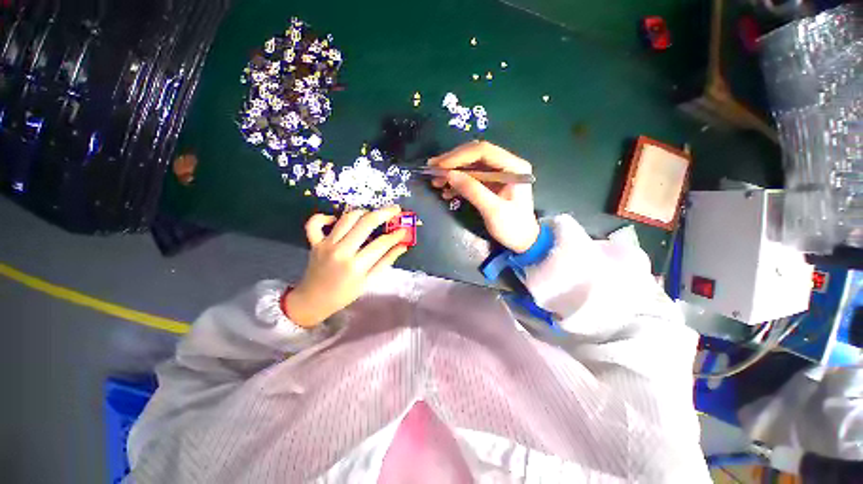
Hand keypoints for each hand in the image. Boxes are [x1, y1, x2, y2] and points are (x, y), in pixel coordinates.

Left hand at [284, 206, 407, 327]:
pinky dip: (324, 216)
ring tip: (372, 214)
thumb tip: (403, 246)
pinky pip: (315, 223)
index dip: (396, 235)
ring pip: (347, 218)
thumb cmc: (345, 293)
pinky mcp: (314, 242)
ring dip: (362, 212)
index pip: (382, 243)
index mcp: (357, 265)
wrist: (313, 300)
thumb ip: (386, 261)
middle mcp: (341, 251)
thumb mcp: (369, 281)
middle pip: (366, 223)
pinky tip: (335, 219)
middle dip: (384, 213)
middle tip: (395, 209)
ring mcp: (326, 244)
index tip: (404, 230)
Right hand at [429, 141, 539, 252]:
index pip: (483, 151)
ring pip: (471, 166)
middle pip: (476, 155)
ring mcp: (499, 174)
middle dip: (453, 162)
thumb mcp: (492, 210)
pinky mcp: (491, 183)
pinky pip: (472, 177)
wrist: (523, 241)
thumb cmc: (512, 227)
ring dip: (453, 172)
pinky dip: (458, 182)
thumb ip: (472, 190)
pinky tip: (446, 191)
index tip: (440, 166)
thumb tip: (449, 174)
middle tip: (432, 169)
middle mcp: (507, 165)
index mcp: (513, 167)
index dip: (459, 156)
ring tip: (436, 182)